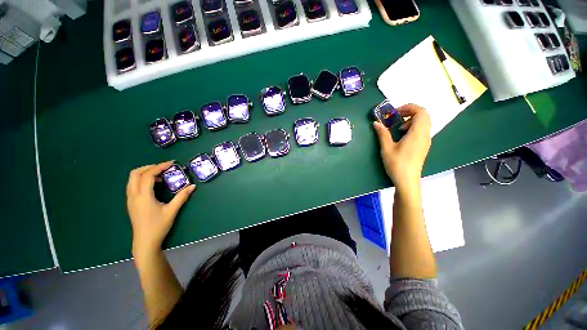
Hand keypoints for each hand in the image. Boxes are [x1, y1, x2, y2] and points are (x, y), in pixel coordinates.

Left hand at [126, 160, 195, 258]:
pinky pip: (133, 185)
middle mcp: (133, 195)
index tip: (171, 164)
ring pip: (132, 179)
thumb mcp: (172, 211)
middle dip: (149, 167)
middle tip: (164, 167)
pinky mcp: (131, 203)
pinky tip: (154, 185)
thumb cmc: (158, 226)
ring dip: (145, 173)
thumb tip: (193, 186)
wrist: (145, 242)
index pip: (148, 175)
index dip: (159, 167)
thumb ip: (182, 197)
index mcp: (143, 196)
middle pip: (135, 174)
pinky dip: (142, 180)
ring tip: (160, 175)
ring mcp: (130, 199)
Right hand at [373, 103, 431, 189]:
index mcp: (417, 133)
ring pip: (424, 122)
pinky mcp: (423, 146)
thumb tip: (376, 123)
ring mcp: (426, 140)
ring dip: (412, 119)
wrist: (407, 180)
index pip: (421, 112)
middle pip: (424, 115)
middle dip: (410, 112)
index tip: (395, 112)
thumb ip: (382, 133)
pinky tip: (402, 135)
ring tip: (398, 127)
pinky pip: (422, 130)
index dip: (409, 107)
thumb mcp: (387, 148)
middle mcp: (425, 135)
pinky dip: (413, 127)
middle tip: (396, 117)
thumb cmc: (397, 164)